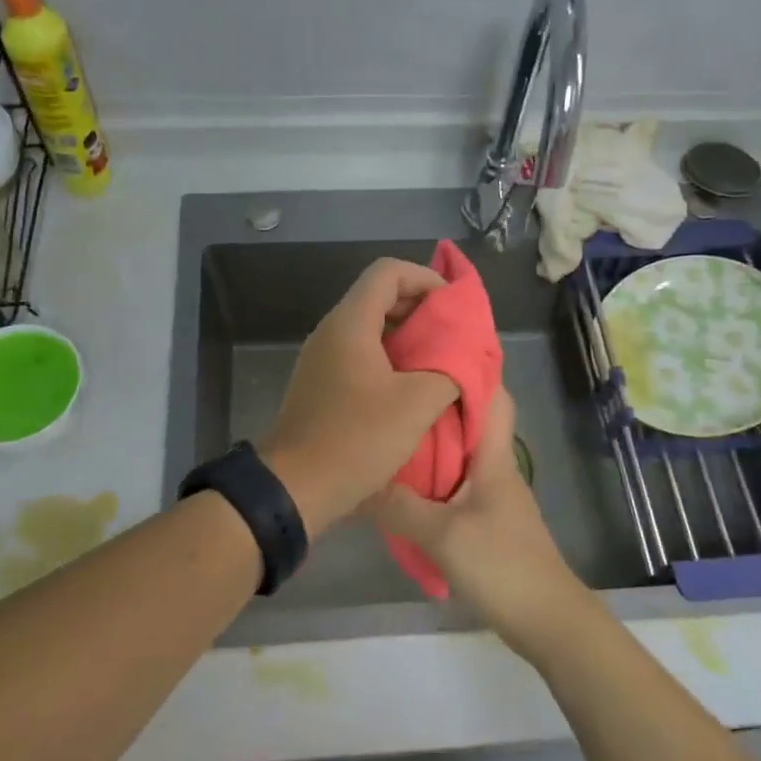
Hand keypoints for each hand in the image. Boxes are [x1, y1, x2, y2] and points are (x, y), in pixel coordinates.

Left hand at [259, 258, 458, 536]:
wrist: (294, 489)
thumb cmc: (356, 439)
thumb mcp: (417, 404)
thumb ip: (450, 370)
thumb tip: (466, 356)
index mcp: (350, 323)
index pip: (388, 271)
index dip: (426, 279)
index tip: (454, 308)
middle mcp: (332, 332)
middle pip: (380, 297)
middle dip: (422, 310)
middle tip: (455, 338)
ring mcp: (323, 359)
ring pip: (372, 329)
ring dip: (409, 339)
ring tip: (442, 364)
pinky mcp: (322, 385)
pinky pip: (361, 356)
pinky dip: (392, 361)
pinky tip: (413, 390)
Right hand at [365, 387, 598, 664]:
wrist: (546, 620)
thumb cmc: (502, 565)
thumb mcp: (442, 535)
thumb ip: (399, 507)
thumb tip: (358, 480)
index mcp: (494, 457)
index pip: (492, 395)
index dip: (469, 367)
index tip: (429, 349)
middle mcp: (495, 467)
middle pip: (470, 421)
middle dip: (437, 400)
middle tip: (394, 386)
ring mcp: (491, 495)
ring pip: (460, 453)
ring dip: (431, 440)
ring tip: (388, 427)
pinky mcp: (485, 520)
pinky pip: (454, 484)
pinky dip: (430, 476)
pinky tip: (400, 483)